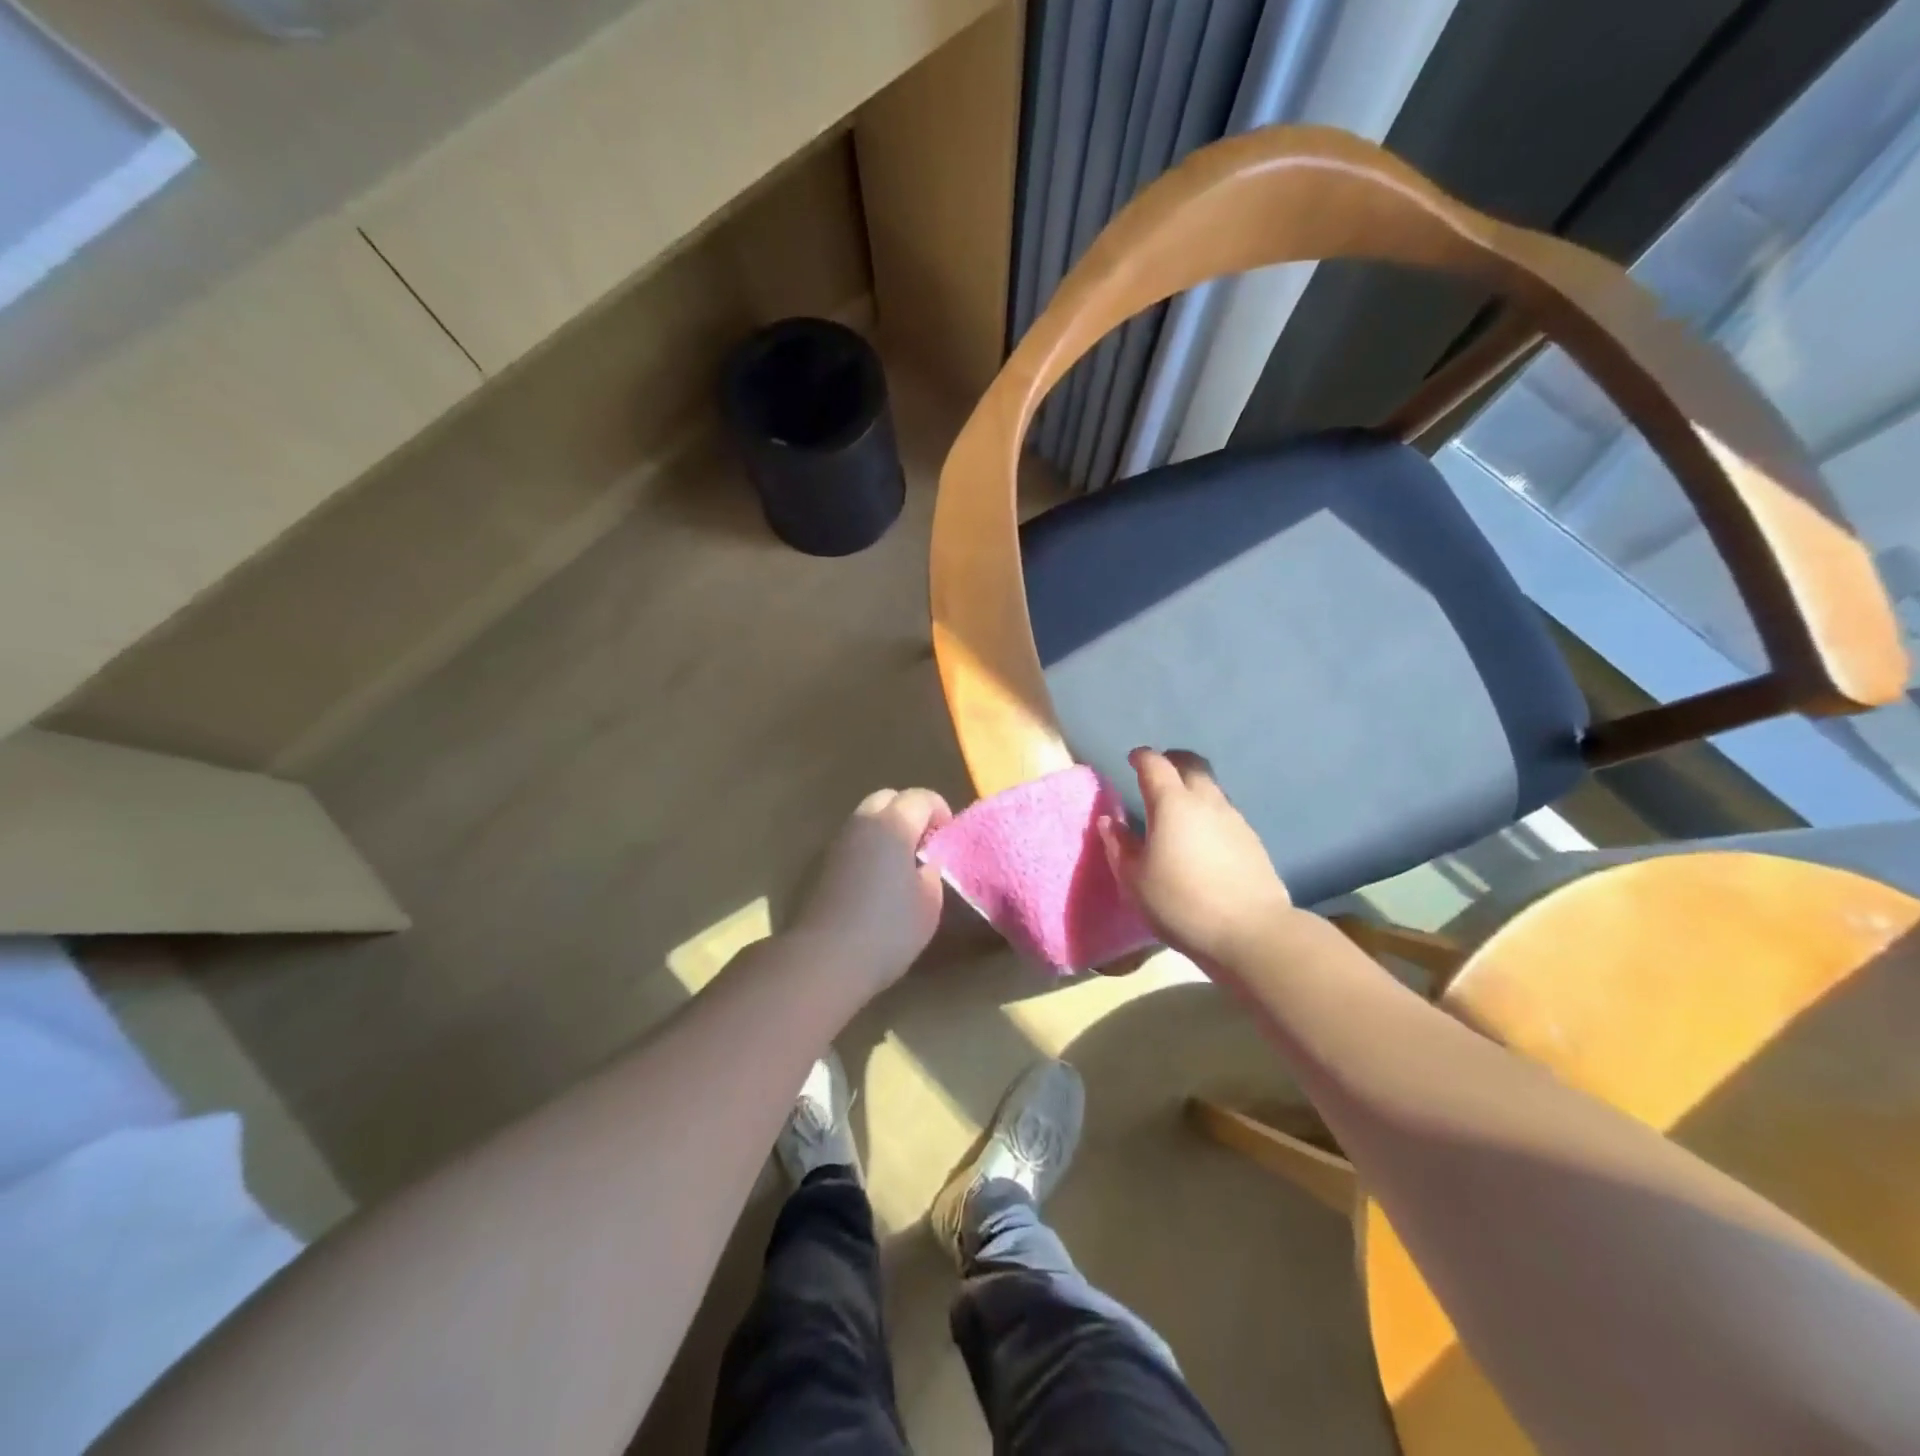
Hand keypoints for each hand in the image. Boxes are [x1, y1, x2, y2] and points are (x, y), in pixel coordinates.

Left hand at [792, 787, 952, 990]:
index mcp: (893, 826)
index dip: (939, 810)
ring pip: (866, 819)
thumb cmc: (888, 930)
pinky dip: (868, 849)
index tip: (947, 836)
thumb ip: (932, 873)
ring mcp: (838, 844)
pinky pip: (852, 843)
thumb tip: (925, 864)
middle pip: (887, 798)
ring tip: (901, 864)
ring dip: (886, 830)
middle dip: (909, 812)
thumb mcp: (929, 904)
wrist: (825, 958)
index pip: (920, 797)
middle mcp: (863, 824)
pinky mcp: (821, 866)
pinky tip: (876, 881)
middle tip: (924, 844)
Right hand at [1099, 748, 1292, 969]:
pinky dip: (1209, 814)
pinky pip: (1225, 813)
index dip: (1142, 757)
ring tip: (1179, 811)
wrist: (1250, 932)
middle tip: (1158, 774)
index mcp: (1172, 804)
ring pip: (1212, 788)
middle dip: (1173, 761)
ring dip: (1193, 789)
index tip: (1133, 759)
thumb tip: (1110, 821)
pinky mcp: (1252, 840)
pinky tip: (1203, 839)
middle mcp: (1206, 801)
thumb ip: (1119, 846)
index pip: (1155, 764)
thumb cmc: (1180, 903)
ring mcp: (1234, 819)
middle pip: (1192, 764)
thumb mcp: (1135, 880)